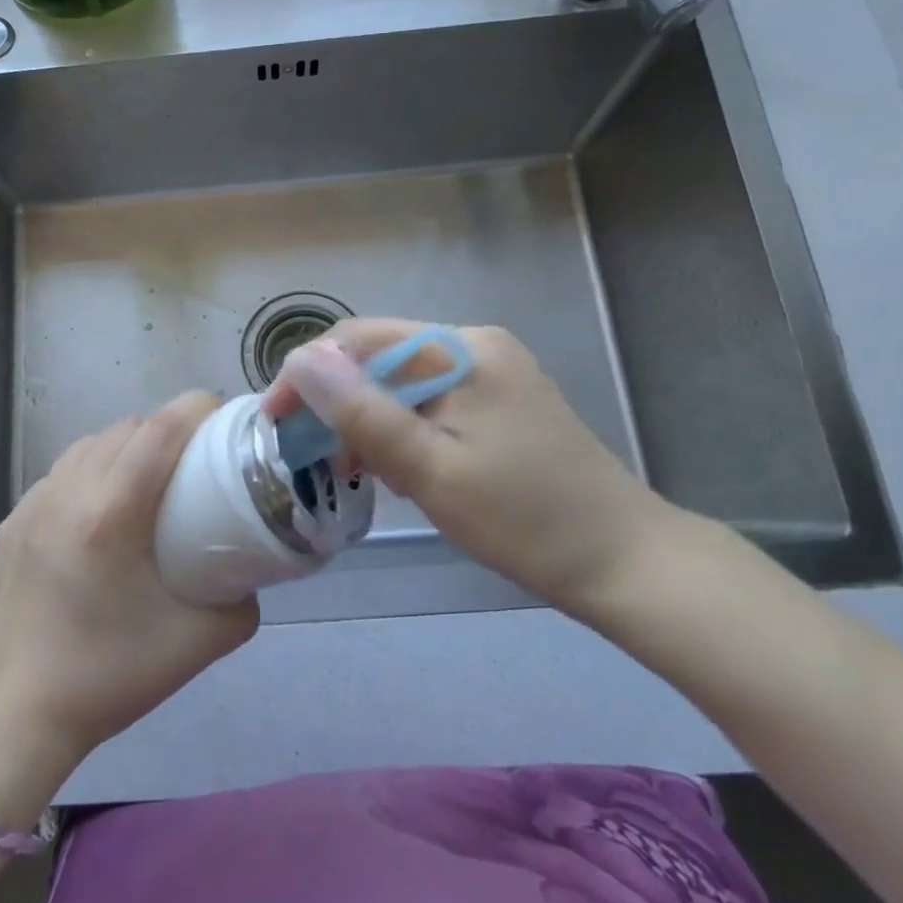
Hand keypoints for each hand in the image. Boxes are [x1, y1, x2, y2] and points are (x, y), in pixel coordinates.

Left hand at [0, 392, 258, 815]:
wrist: (13, 718)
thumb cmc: (106, 677)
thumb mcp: (195, 645)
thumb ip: (239, 604)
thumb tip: (249, 577)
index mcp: (109, 513)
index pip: (159, 430)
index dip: (196, 408)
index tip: (223, 418)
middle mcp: (66, 493)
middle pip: (125, 428)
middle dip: (165, 428)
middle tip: (192, 461)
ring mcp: (31, 505)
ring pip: (88, 445)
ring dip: (125, 447)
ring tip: (146, 483)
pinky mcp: (10, 523)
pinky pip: (60, 474)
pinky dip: (89, 472)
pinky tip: (99, 514)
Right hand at [263, 320, 684, 614]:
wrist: (626, 563)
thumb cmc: (524, 519)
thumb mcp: (430, 470)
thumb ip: (364, 412)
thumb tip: (301, 358)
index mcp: (461, 349)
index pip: (361, 339)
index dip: (309, 373)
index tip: (275, 421)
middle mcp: (476, 346)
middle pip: (381, 358)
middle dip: (338, 401)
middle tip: (312, 455)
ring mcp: (492, 373)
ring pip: (403, 382)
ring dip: (369, 419)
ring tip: (353, 470)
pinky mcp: (501, 402)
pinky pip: (431, 402)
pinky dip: (403, 430)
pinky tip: (397, 470)